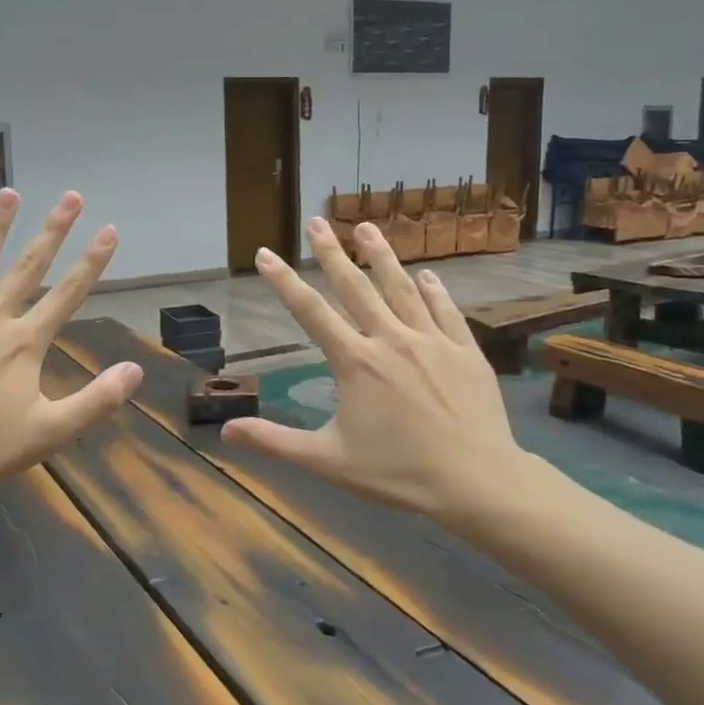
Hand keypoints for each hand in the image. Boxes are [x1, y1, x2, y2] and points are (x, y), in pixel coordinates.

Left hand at [0, 189, 141, 505]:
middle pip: (29, 266)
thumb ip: (96, 401)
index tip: (108, 229)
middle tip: (70, 196)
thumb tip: (135, 370)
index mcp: (26, 343)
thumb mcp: (49, 432)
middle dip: (53, 229)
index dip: (92, 261)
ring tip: (9, 192)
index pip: (69, 293)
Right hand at [220, 217, 529, 522]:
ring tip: (366, 228)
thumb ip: (275, 442)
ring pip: (401, 289)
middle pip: (355, 287)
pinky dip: (434, 291)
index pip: (310, 312)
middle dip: (332, 253)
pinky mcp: (465, 352)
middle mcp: (391, 340)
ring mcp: (432, 342)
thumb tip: (225, 431)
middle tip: (317, 222)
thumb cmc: (398, 473)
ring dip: (382, 256)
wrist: (478, 482)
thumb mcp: (327, 461)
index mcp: (356, 363)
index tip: (266, 253)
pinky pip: (446, 312)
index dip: (284, 281)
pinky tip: (427, 275)